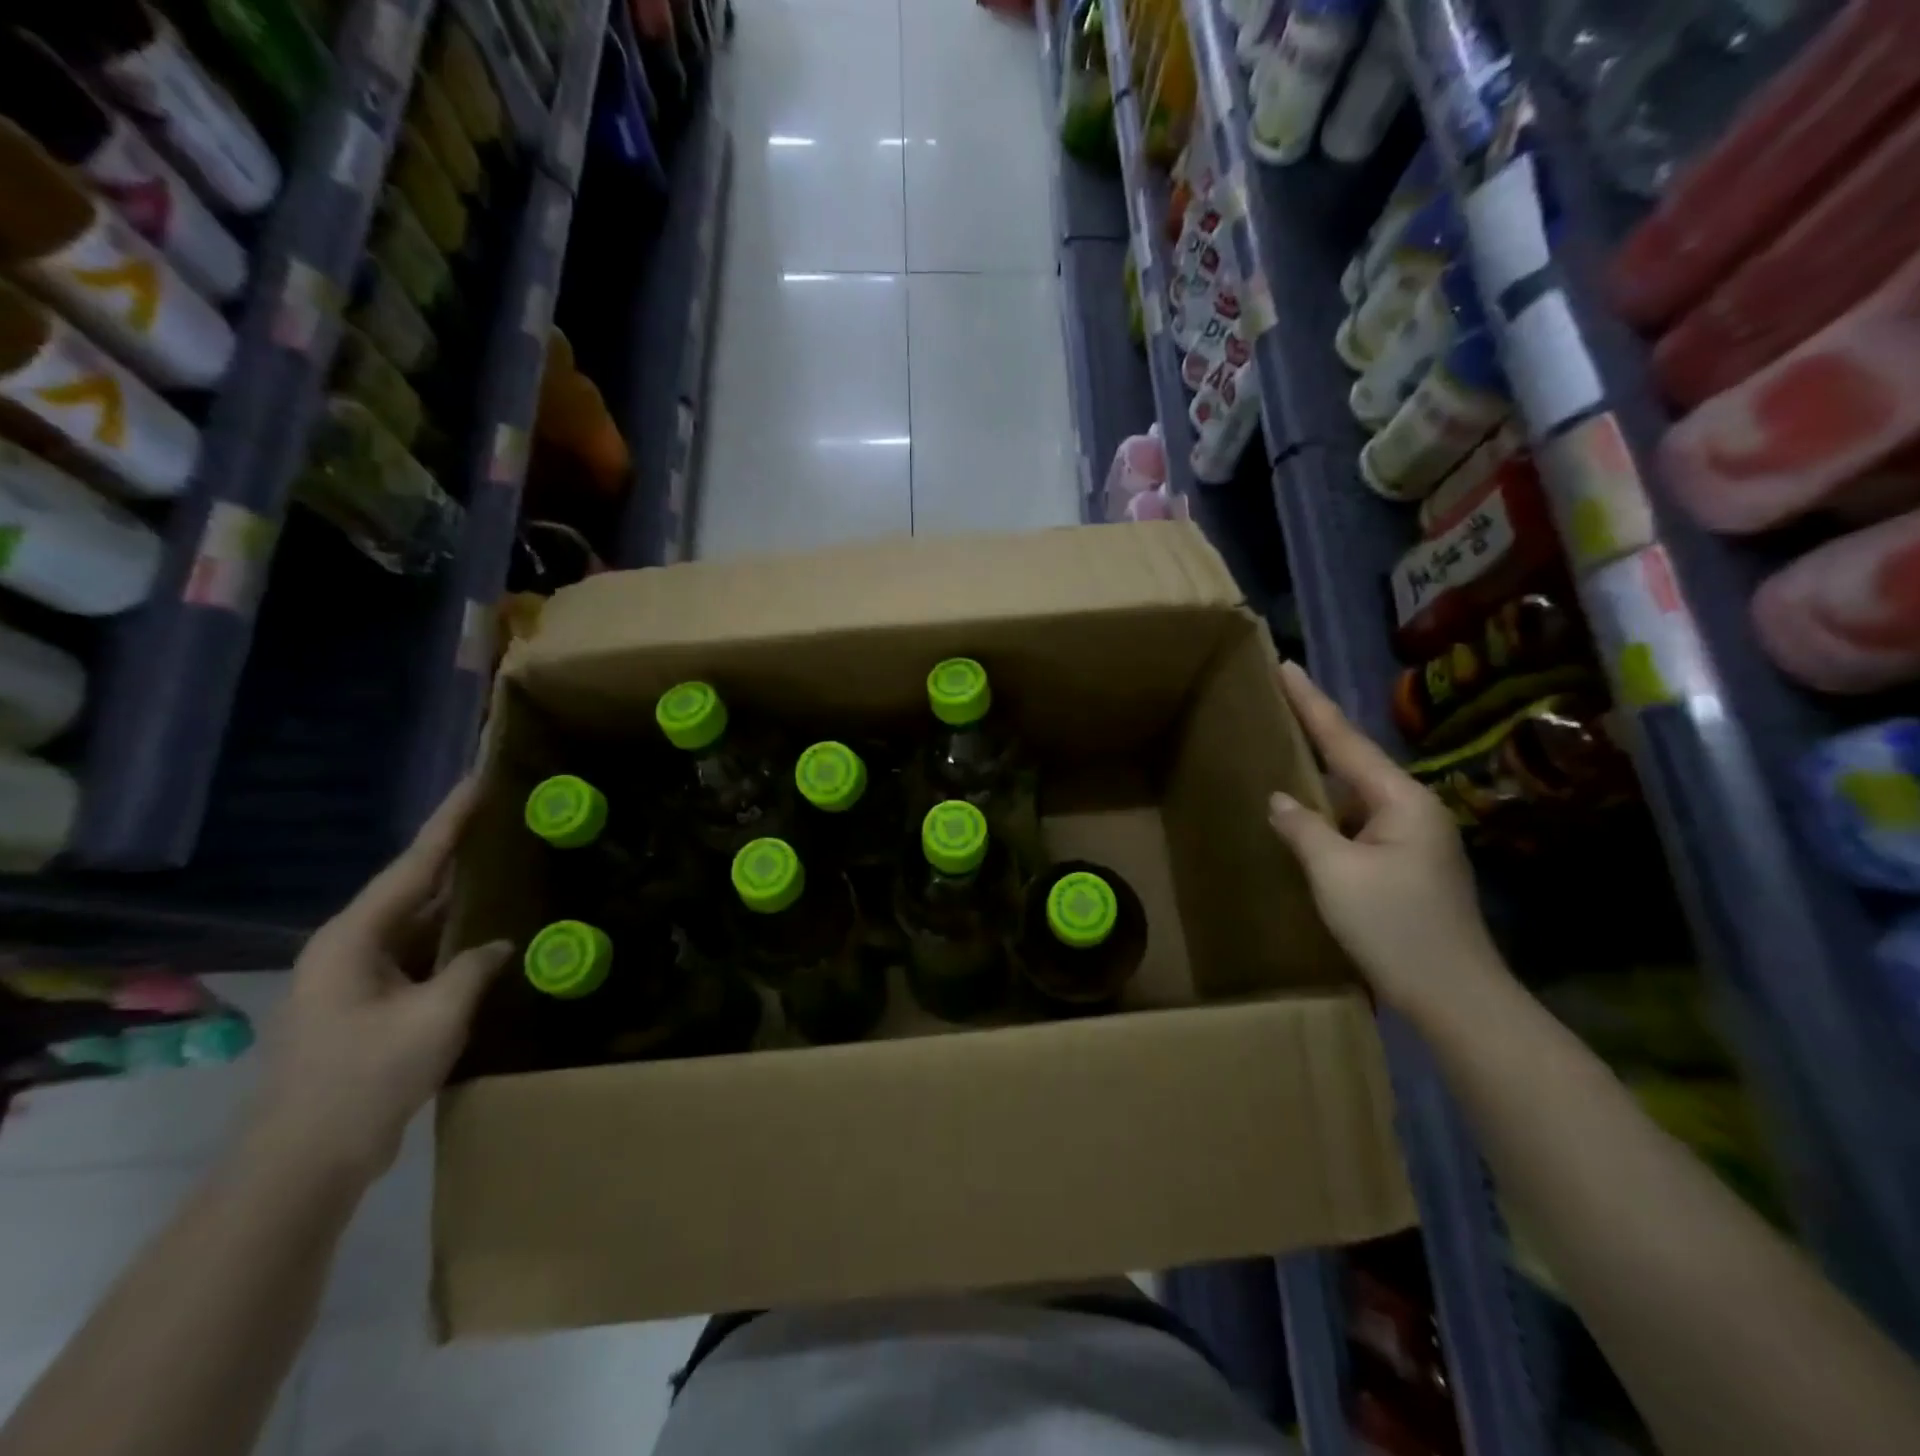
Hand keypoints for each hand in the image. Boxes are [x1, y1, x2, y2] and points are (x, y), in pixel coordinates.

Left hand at [239, 779, 513, 1187]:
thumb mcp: (436, 1016)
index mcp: (354, 937)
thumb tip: (500, 944)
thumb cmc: (366, 1078)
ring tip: (505, 866)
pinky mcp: (369, 1005)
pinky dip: (453, 941)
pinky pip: (419, 956)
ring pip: (418, 924)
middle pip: (414, 887)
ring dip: (458, 901)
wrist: (304, 1163)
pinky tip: (486, 934)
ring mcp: (356, 978)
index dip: (451, 820)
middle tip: (503, 819)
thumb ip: (474, 968)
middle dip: (458, 855)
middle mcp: (350, 947)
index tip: (480, 780)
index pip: (415, 864)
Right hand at [1267, 661, 1507, 1023]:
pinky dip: (1329, 815)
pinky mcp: (1407, 866)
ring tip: (1284, 753)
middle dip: (1317, 732)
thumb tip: (1280, 800)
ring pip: (1356, 797)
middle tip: (1279, 702)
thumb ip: (1303, 828)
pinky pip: (1359, 825)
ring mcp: (1414, 840)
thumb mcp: (1335, 873)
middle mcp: (1413, 810)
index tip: (1286, 665)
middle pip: (1354, 762)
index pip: (1345, 740)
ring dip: (1321, 778)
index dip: (1311, 703)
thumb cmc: (1395, 927)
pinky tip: (1305, 817)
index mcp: (1402, 800)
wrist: (1455, 998)